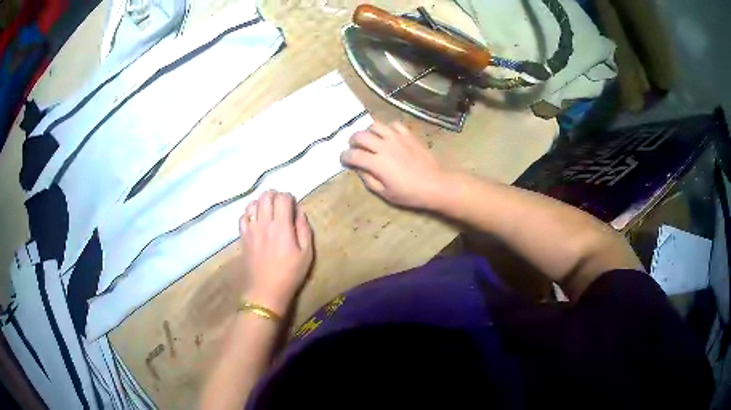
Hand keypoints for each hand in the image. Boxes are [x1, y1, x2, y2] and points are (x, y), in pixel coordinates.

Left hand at [239, 190, 313, 316]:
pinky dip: (250, 212)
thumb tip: (299, 211)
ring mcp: (251, 229)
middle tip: (282, 205)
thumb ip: (304, 229)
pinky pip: (243, 216)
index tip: (293, 205)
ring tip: (269, 210)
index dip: (289, 197)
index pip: (283, 197)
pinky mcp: (243, 236)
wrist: (265, 291)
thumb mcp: (306, 253)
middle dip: (275, 195)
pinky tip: (256, 219)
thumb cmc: (290, 273)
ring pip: (253, 203)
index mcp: (282, 226)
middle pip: (266, 196)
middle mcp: (264, 222)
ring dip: (262, 202)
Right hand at [340, 121, 447, 209]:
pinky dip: (387, 129)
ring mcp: (397, 138)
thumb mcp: (385, 193)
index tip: (344, 159)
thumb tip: (359, 169)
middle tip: (354, 148)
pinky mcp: (408, 135)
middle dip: (352, 141)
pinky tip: (389, 136)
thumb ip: (368, 180)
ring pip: (375, 125)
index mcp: (377, 163)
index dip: (344, 156)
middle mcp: (384, 146)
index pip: (353, 154)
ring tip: (370, 139)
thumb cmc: (409, 193)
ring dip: (368, 132)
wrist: (435, 184)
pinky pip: (393, 125)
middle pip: (360, 135)